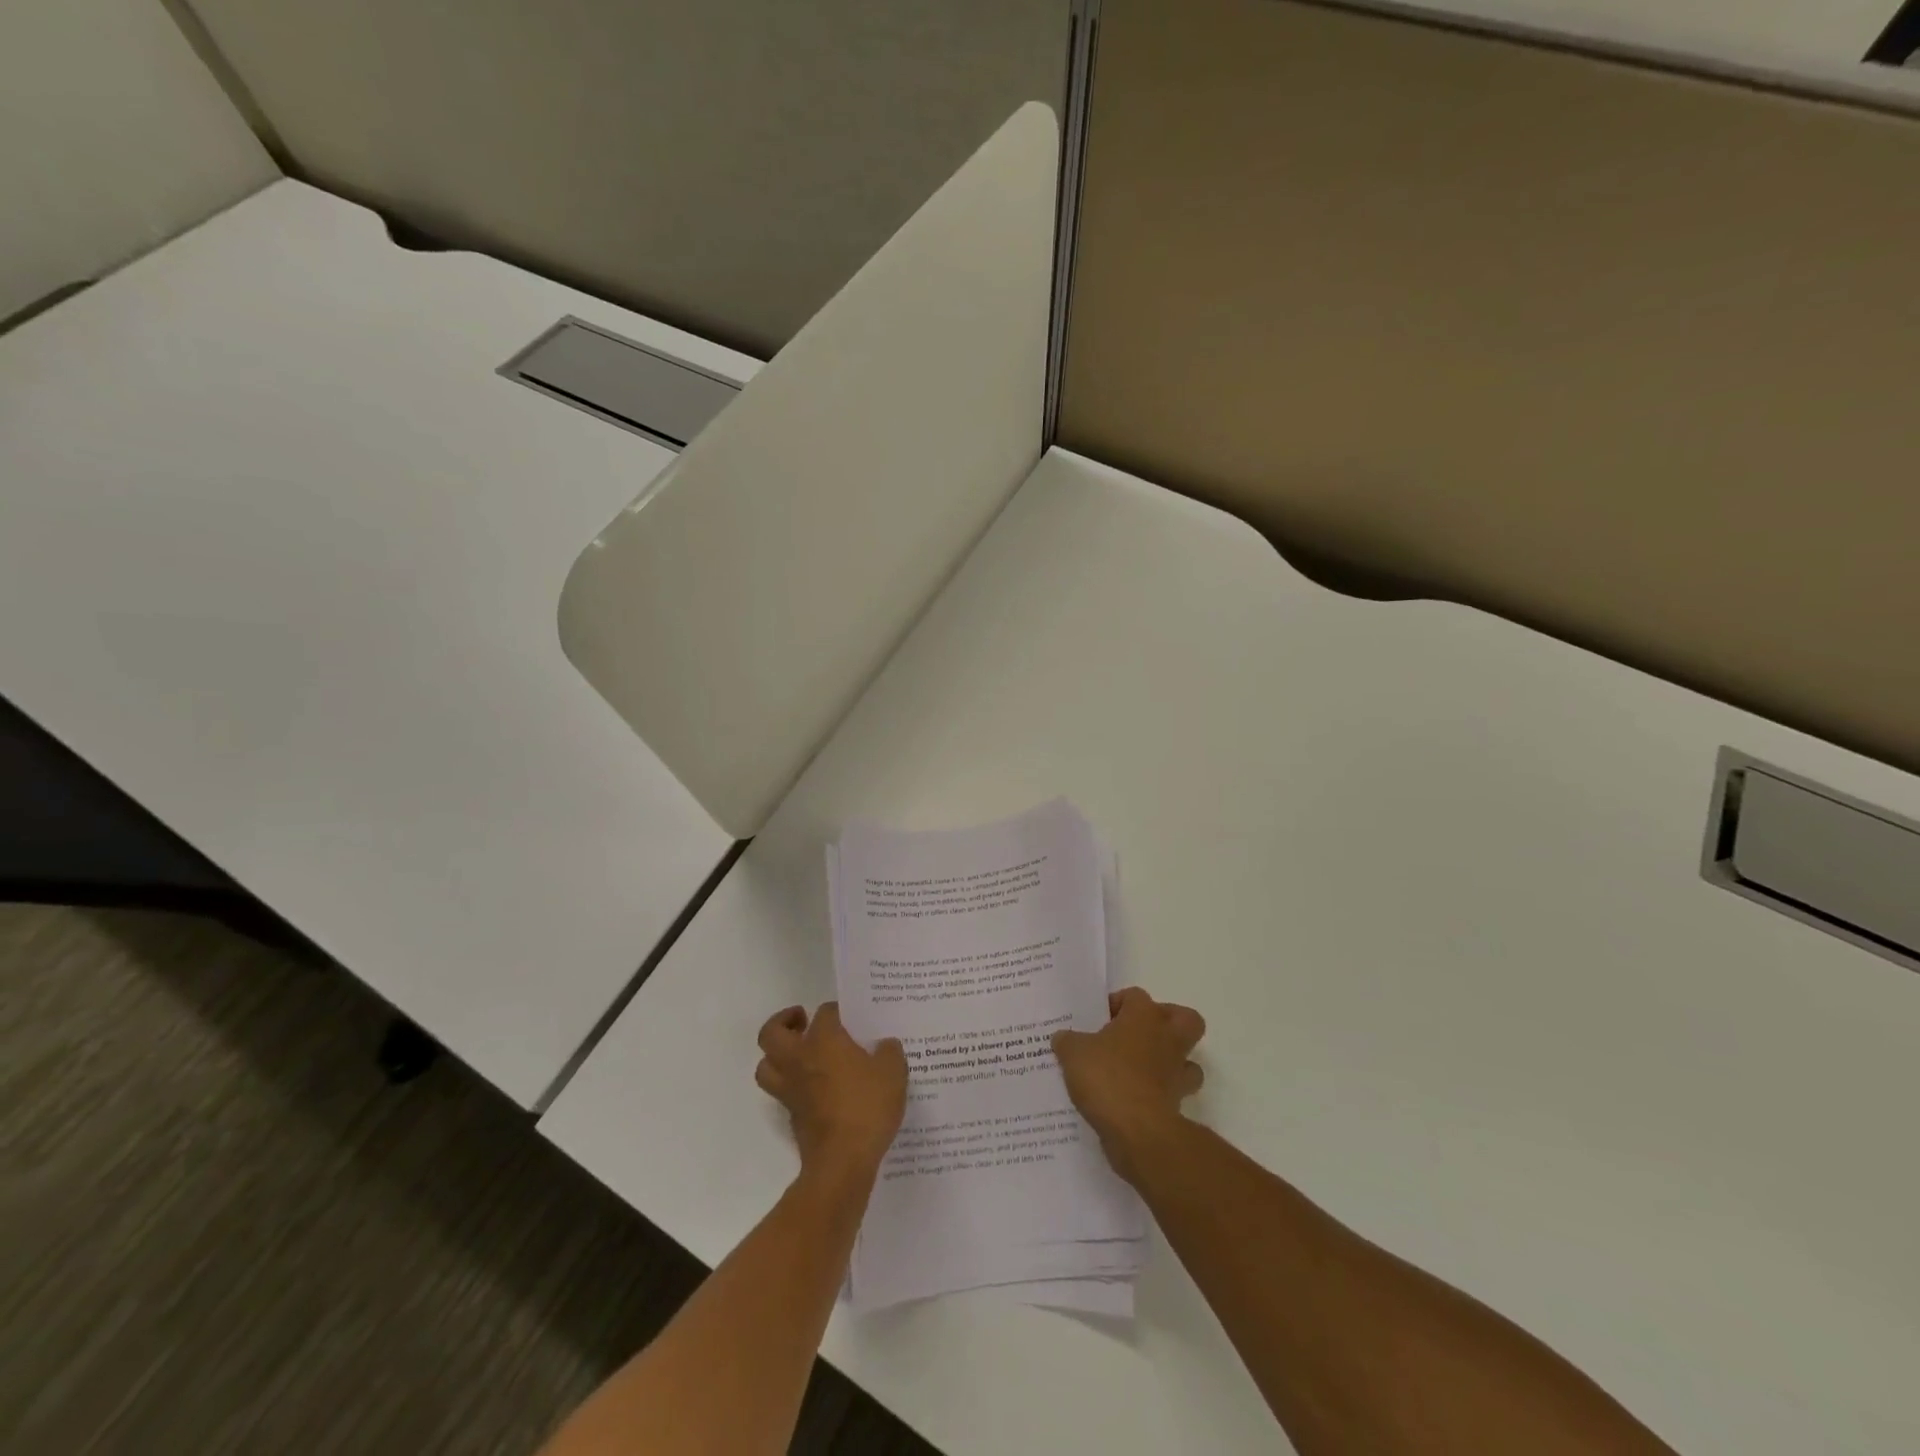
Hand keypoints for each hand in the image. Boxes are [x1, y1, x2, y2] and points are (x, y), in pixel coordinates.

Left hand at [756, 1002, 907, 1181]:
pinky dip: (790, 1084)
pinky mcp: (791, 1115)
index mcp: (823, 1040)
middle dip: (784, 1022)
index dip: (837, 1011)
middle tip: (803, 1021)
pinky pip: (781, 1091)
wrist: (843, 1161)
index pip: (824, 1013)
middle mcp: (799, 1059)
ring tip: (799, 1053)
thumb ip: (889, 1052)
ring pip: (766, 1064)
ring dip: (776, 1055)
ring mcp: (790, 1089)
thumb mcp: (893, 1072)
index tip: (851, 1018)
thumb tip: (885, 1044)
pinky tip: (814, 1088)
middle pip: (771, 1033)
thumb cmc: (867, 1106)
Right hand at [1053, 987, 1205, 1182]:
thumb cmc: (1107, 1077)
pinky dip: (1159, 1096)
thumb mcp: (1073, 1053)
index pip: (1135, 996)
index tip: (1099, 1020)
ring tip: (1140, 1070)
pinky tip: (1133, 1100)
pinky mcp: (1178, 1105)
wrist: (1137, 1131)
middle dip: (1168, 1023)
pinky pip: (1173, 1094)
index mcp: (1144, 1016)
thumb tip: (1063, 1038)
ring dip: (1170, 1064)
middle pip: (1185, 1019)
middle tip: (1138, 1034)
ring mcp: (1177, 1074)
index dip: (1117, 1003)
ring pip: (1187, 1061)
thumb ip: (1068, 1041)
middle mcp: (1167, 1039)